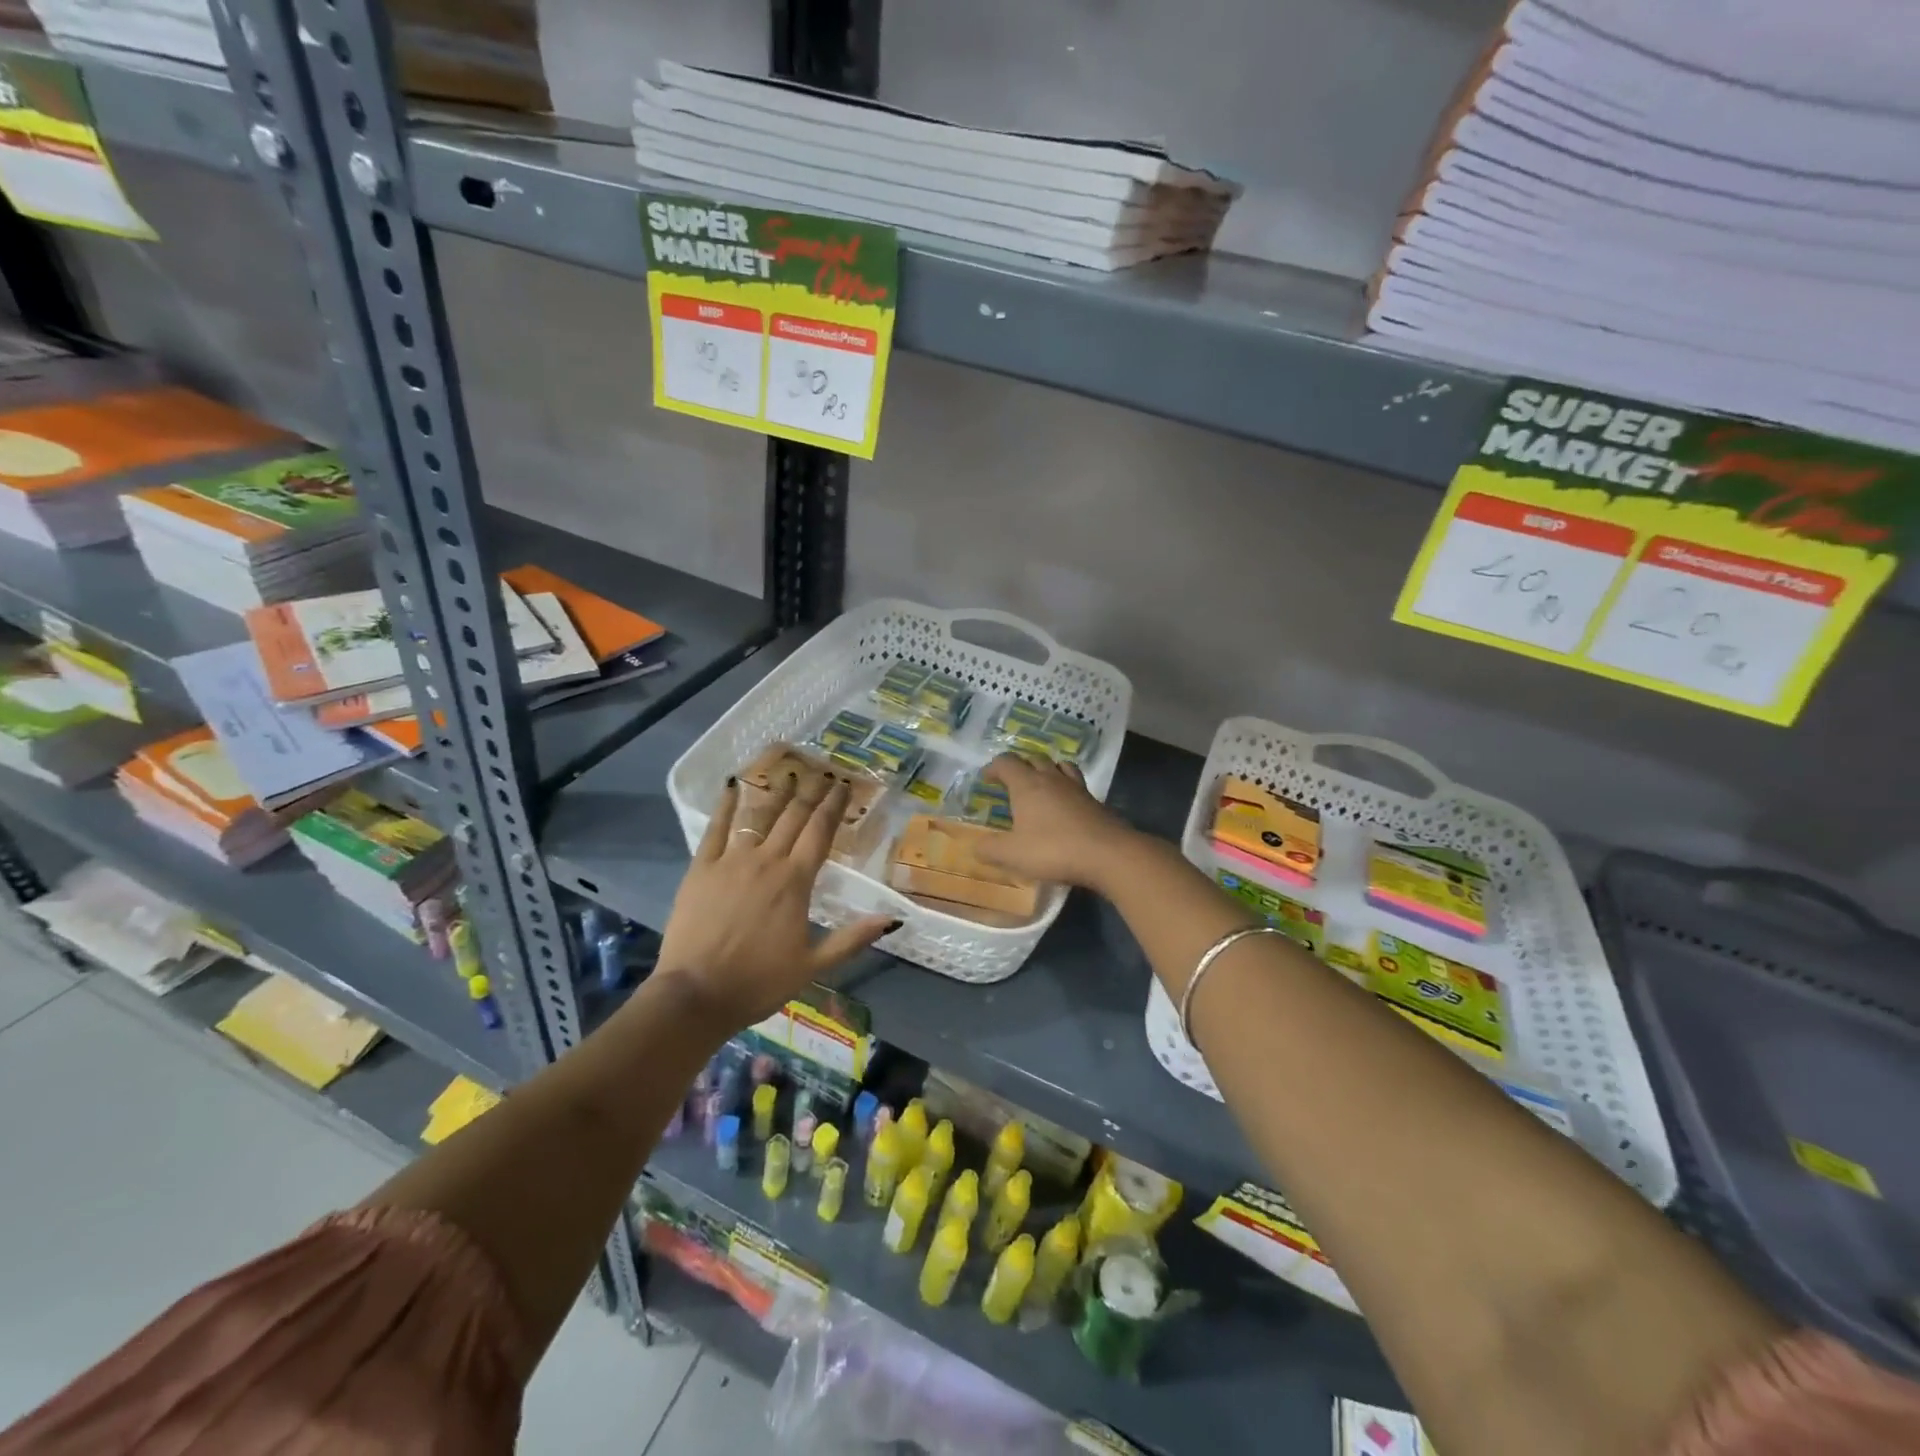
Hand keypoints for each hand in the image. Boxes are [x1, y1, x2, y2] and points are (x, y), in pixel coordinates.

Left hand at [655, 774, 895, 1026]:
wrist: (696, 995)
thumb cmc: (759, 982)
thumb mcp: (814, 964)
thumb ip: (853, 938)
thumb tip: (893, 918)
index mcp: (796, 881)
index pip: (820, 832)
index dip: (833, 806)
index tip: (842, 785)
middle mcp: (767, 861)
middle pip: (792, 817)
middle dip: (810, 792)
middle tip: (821, 772)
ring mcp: (731, 861)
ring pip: (758, 816)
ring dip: (775, 793)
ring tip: (787, 773)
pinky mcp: (701, 869)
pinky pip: (714, 829)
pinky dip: (725, 806)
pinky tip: (731, 787)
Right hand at [974, 753, 1133, 887]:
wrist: (1109, 854)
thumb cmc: (1053, 850)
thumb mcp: (1012, 855)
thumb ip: (989, 849)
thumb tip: (976, 846)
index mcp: (1027, 785)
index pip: (1006, 762)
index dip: (993, 767)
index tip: (986, 779)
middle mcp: (1051, 779)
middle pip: (1034, 759)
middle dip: (1020, 766)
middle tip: (1011, 782)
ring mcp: (1077, 788)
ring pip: (1059, 766)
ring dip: (1047, 770)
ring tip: (1041, 784)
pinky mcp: (1095, 801)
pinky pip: (1076, 784)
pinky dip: (1066, 788)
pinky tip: (1065, 805)